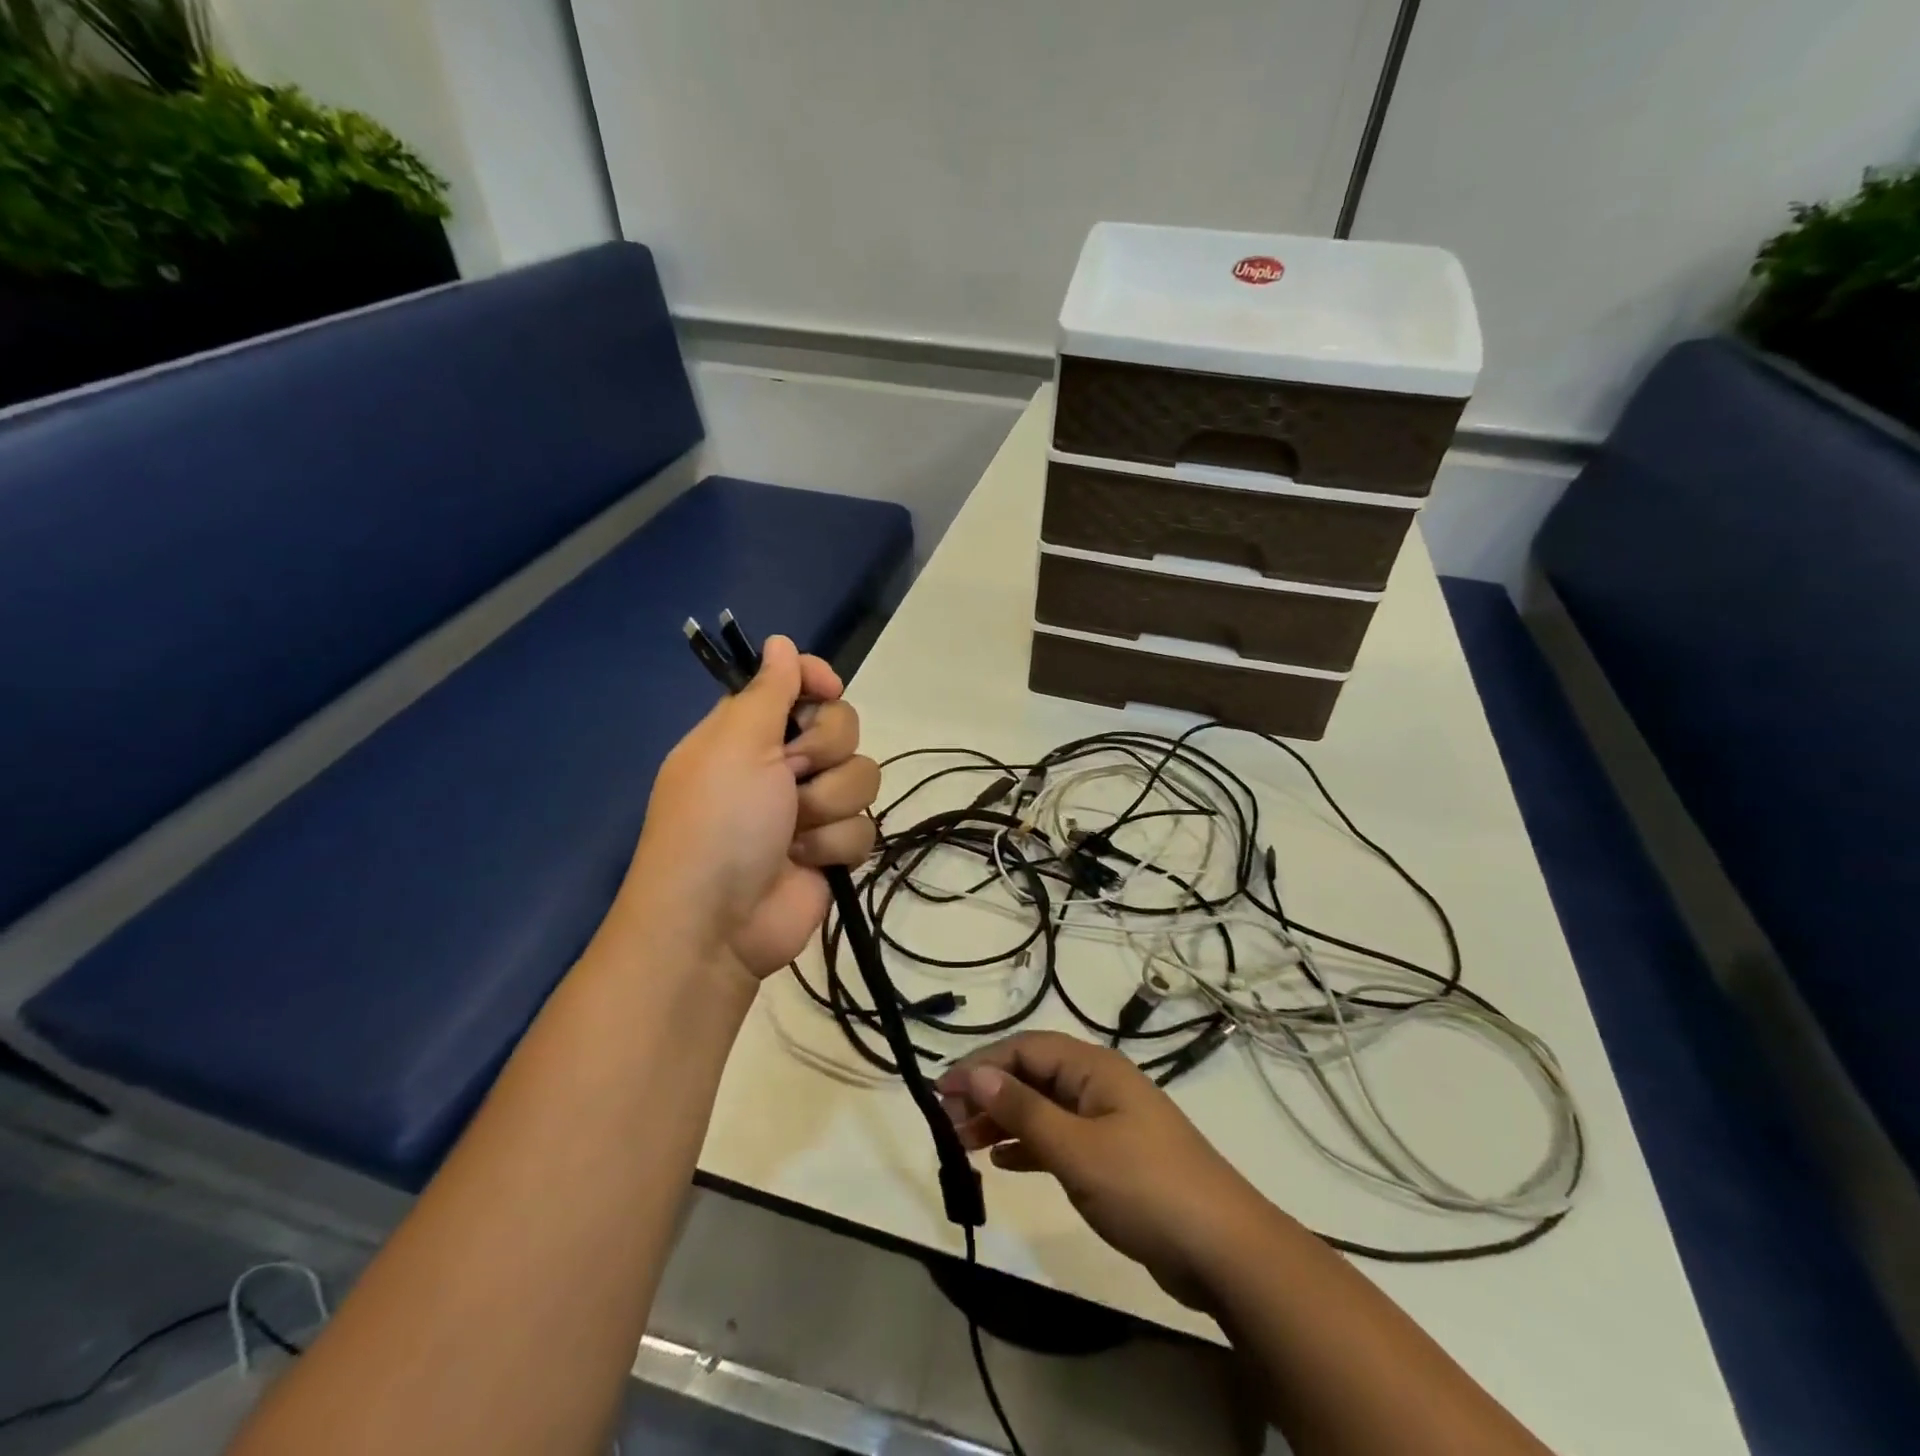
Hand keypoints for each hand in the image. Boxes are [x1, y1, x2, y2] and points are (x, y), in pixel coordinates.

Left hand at [626, 636, 878, 981]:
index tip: (828, 689)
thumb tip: (780, 641)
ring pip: (861, 777)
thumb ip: (768, 691)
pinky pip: (864, 827)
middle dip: (823, 752)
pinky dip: (834, 845)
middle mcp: (781, 763)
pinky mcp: (831, 848)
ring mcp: (809, 807)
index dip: (817, 681)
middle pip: (842, 727)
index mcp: (749, 731)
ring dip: (828, 806)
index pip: (798, 684)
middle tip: (791, 774)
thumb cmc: (718, 822)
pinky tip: (805, 862)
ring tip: (793, 833)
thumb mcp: (736, 744)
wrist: (718, 924)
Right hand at [938, 1032, 1268, 1310]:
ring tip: (965, 1143)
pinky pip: (1060, 1138)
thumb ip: (1024, 1111)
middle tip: (949, 1123)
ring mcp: (1109, 1122)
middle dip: (990, 1093)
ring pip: (1044, 1108)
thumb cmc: (1146, 1187)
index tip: (942, 1091)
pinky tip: (1004, 1162)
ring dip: (1005, 1120)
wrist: (1224, 1251)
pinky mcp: (1114, 1158)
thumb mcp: (1077, 1149)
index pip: (1027, 1049)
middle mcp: (1100, 1085)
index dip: (983, 1065)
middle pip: (1033, 1076)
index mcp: (1094, 1068)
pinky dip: (1030, 1146)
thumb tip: (976, 1073)